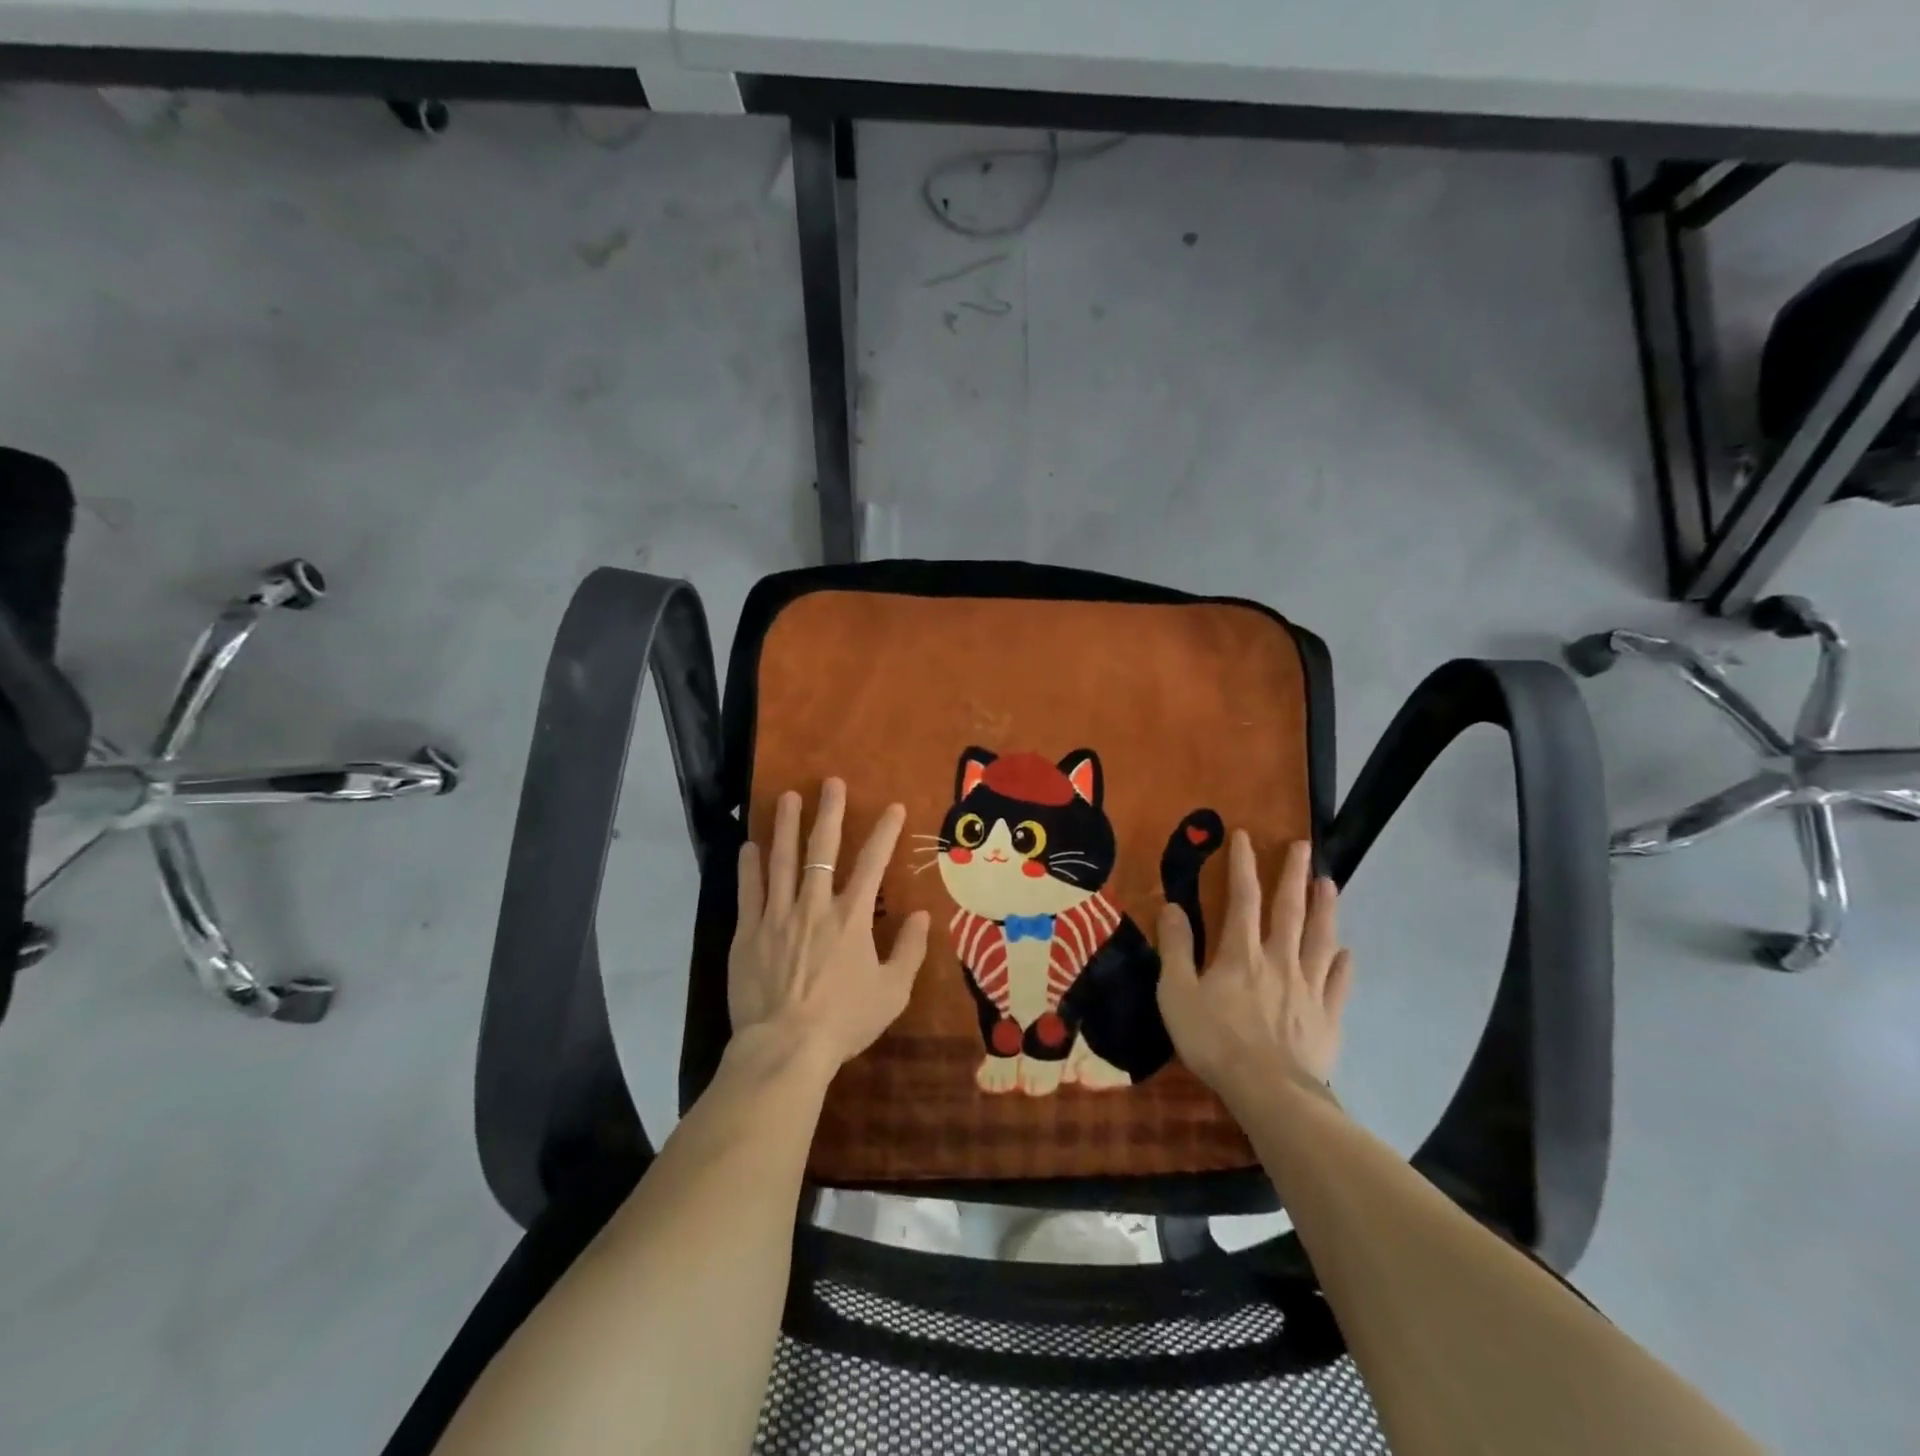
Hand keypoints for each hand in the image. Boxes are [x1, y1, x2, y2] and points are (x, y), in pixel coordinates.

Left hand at [729, 777, 931, 1073]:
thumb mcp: (892, 993)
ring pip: (782, 860)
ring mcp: (777, 916)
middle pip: (821, 849)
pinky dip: (749, 866)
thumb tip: (923, 915)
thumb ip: (910, 951)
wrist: (785, 1048)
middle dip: (828, 812)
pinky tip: (749, 846)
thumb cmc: (843, 1021)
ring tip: (786, 798)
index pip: (872, 863)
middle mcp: (814, 906)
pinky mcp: (748, 933)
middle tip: (830, 782)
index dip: (884, 832)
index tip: (893, 807)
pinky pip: (749, 891)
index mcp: (852, 918)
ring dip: (785, 826)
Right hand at [1157, 834, 1352, 1105]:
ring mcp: (1308, 988)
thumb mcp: (1177, 993)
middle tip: (1303, 846)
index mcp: (1241, 952)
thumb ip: (1175, 948)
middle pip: (1289, 910)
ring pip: (1320, 940)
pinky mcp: (1327, 1017)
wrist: (1270, 1092)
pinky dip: (1343, 966)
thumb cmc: (1214, 1040)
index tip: (1246, 835)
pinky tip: (1347, 953)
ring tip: (1329, 883)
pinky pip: (1338, 985)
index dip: (1244, 865)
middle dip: (1293, 874)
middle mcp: (1279, 960)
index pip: (1243, 898)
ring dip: (1325, 909)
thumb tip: (1173, 907)